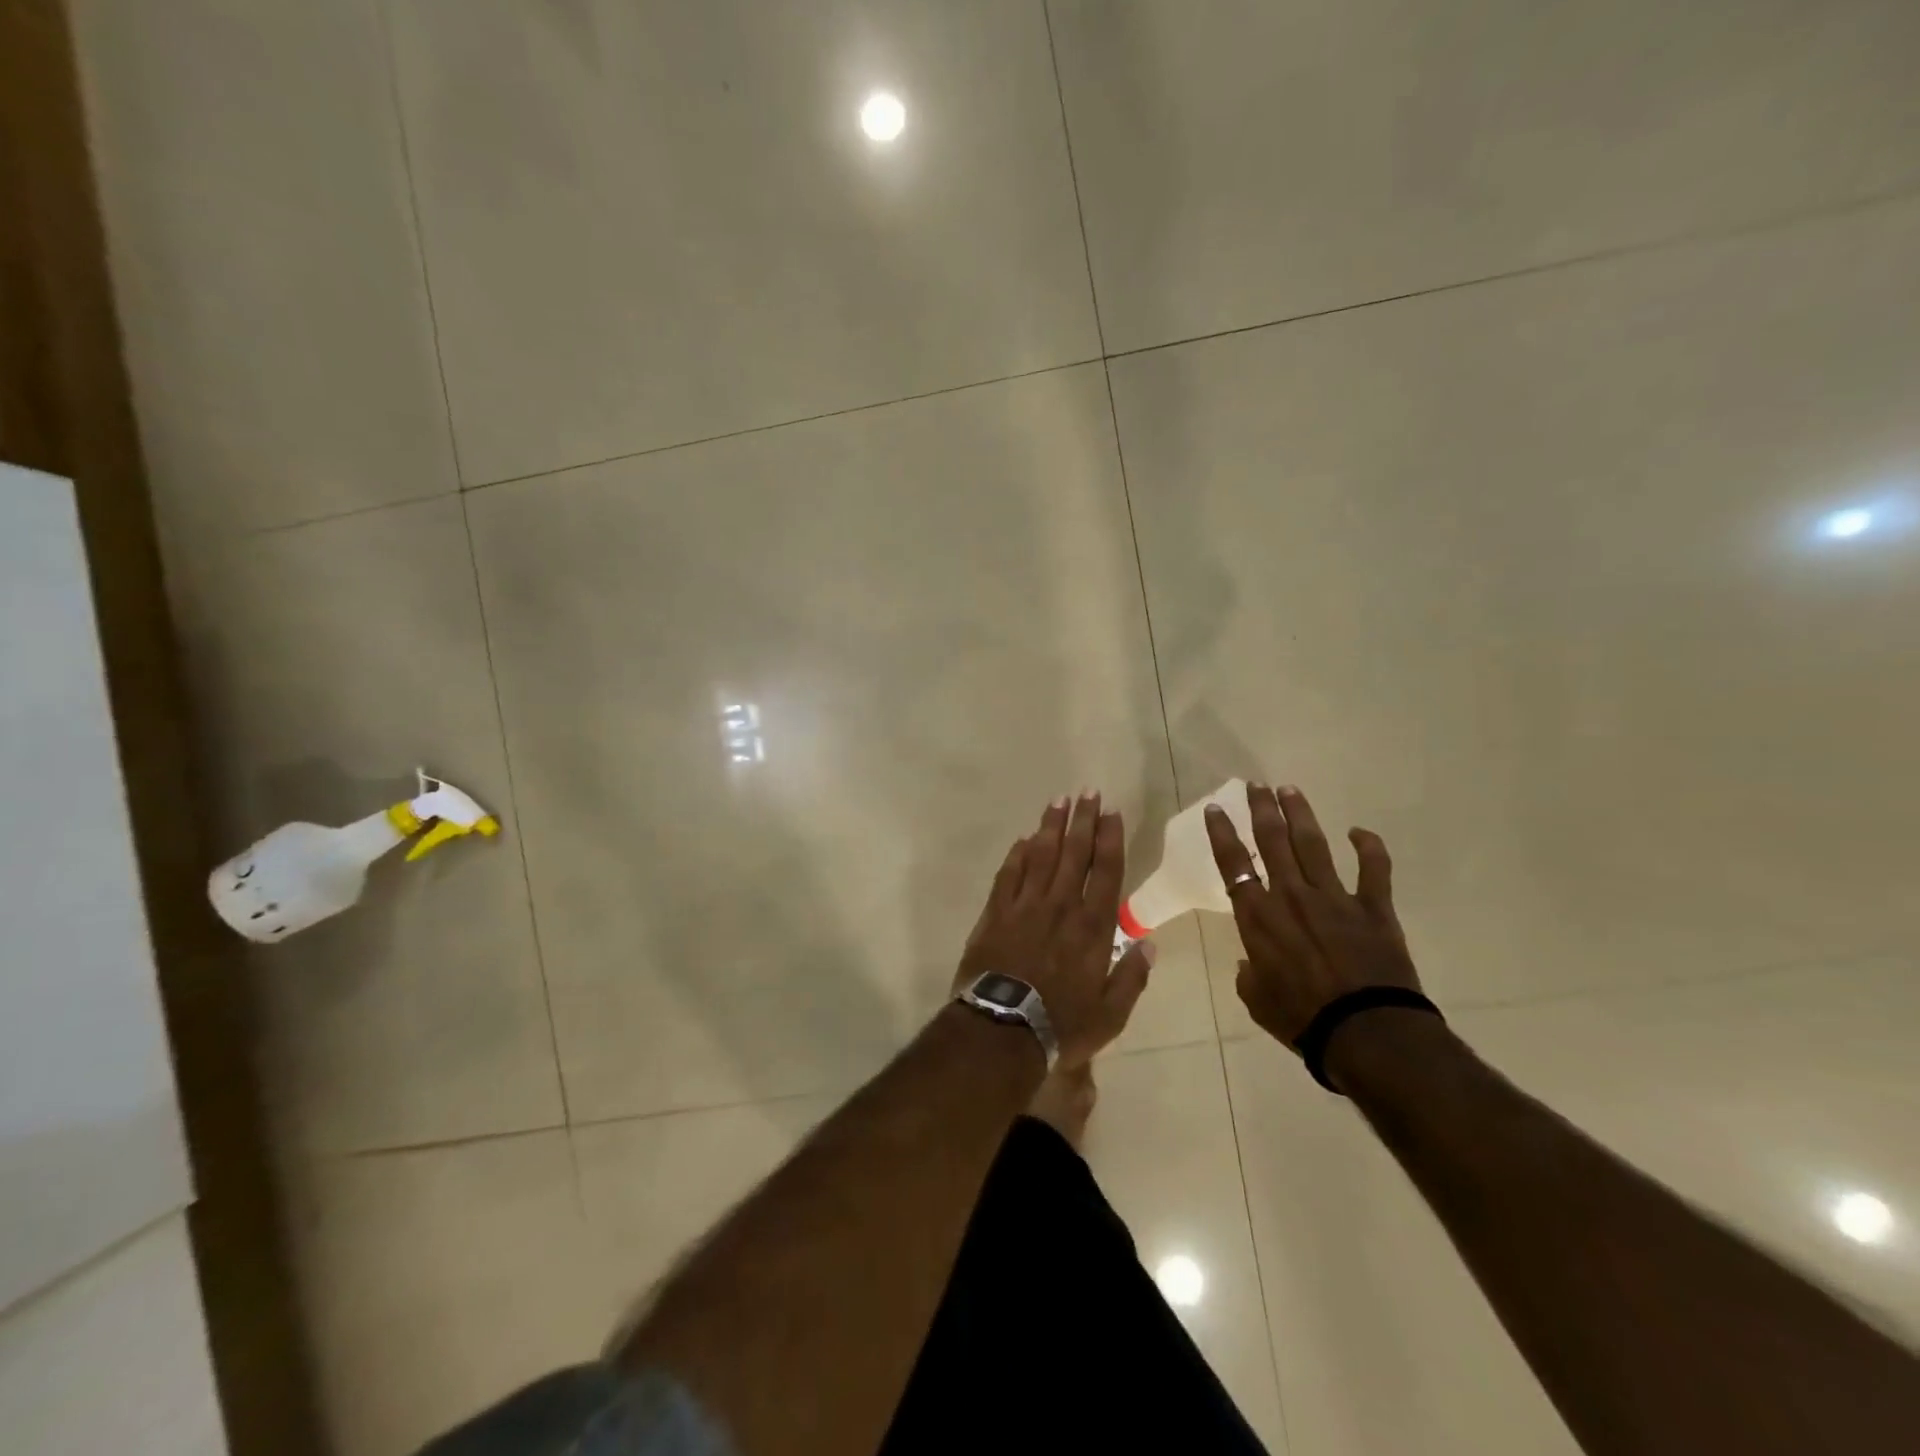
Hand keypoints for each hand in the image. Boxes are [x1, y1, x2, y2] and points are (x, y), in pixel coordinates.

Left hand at [957, 793, 1155, 1069]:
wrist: (1002, 1030)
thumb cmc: (1062, 1025)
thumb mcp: (1111, 1014)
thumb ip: (1132, 977)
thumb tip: (1150, 943)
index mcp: (1093, 927)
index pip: (1105, 871)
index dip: (1109, 839)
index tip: (1112, 812)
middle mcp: (1061, 906)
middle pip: (1074, 853)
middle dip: (1083, 820)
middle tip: (1087, 792)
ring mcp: (1025, 906)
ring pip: (1040, 856)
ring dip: (1050, 827)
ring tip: (1058, 801)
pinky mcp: (995, 913)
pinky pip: (1008, 875)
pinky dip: (1016, 855)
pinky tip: (1022, 839)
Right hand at [1204, 782, 1422, 1049]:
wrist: (1366, 1033)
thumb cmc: (1301, 1019)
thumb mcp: (1257, 1001)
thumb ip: (1249, 976)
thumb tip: (1251, 966)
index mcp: (1258, 917)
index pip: (1233, 864)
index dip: (1222, 833)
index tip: (1216, 808)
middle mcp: (1292, 896)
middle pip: (1273, 841)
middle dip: (1262, 809)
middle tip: (1256, 785)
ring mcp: (1334, 898)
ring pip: (1313, 845)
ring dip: (1300, 814)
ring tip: (1290, 790)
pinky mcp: (1373, 908)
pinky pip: (1374, 870)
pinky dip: (1369, 848)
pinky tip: (1359, 831)